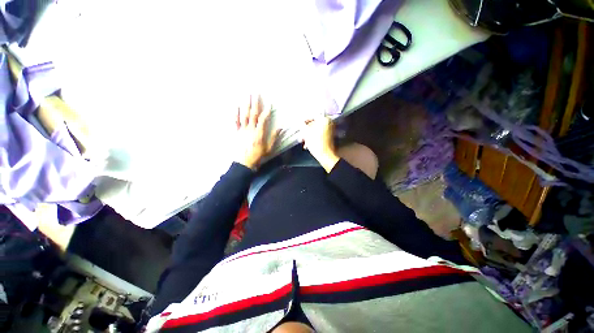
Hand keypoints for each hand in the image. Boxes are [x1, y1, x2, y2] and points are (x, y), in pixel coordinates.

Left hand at [235, 95, 279, 169]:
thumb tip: (280, 128)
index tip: (270, 104)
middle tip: (256, 92)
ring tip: (247, 95)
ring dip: (246, 104)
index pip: (263, 119)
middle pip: (253, 113)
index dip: (267, 111)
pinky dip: (236, 113)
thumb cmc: (257, 156)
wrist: (244, 162)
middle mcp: (250, 129)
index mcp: (259, 133)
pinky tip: (236, 105)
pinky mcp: (236, 132)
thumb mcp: (268, 148)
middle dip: (255, 102)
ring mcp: (242, 130)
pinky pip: (235, 121)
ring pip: (244, 115)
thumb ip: (274, 138)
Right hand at [300, 117, 339, 172]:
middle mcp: (329, 123)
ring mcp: (330, 130)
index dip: (304, 120)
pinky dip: (313, 137)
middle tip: (301, 135)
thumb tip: (299, 121)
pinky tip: (307, 144)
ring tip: (303, 141)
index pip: (312, 115)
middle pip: (314, 123)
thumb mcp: (306, 133)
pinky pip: (319, 134)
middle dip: (306, 130)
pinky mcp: (329, 136)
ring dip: (308, 135)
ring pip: (315, 129)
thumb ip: (301, 125)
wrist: (325, 156)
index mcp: (324, 120)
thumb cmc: (316, 143)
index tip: (299, 124)